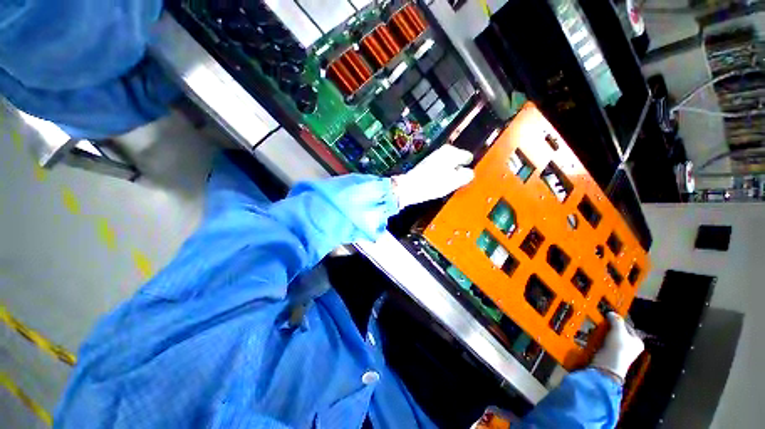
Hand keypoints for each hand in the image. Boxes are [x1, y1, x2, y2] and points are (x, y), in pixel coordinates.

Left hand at [391, 145, 474, 208]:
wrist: (410, 186)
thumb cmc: (434, 183)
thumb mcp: (455, 181)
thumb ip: (466, 175)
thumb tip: (469, 172)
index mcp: (452, 152)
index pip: (468, 157)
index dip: (467, 168)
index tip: (465, 177)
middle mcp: (443, 150)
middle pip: (457, 160)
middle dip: (458, 169)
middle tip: (455, 181)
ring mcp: (434, 156)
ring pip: (448, 164)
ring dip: (449, 172)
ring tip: (446, 183)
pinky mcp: (426, 163)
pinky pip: (440, 167)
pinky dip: (441, 173)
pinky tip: (437, 182)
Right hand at [591, 312, 644, 382]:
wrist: (609, 364)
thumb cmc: (618, 346)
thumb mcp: (618, 330)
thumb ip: (616, 320)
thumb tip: (611, 313)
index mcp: (638, 341)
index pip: (628, 326)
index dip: (618, 320)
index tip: (608, 316)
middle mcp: (631, 347)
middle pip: (619, 332)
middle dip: (609, 326)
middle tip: (601, 322)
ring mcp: (621, 351)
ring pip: (611, 337)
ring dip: (603, 332)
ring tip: (596, 329)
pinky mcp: (611, 354)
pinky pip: (605, 343)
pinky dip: (600, 339)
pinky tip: (595, 336)